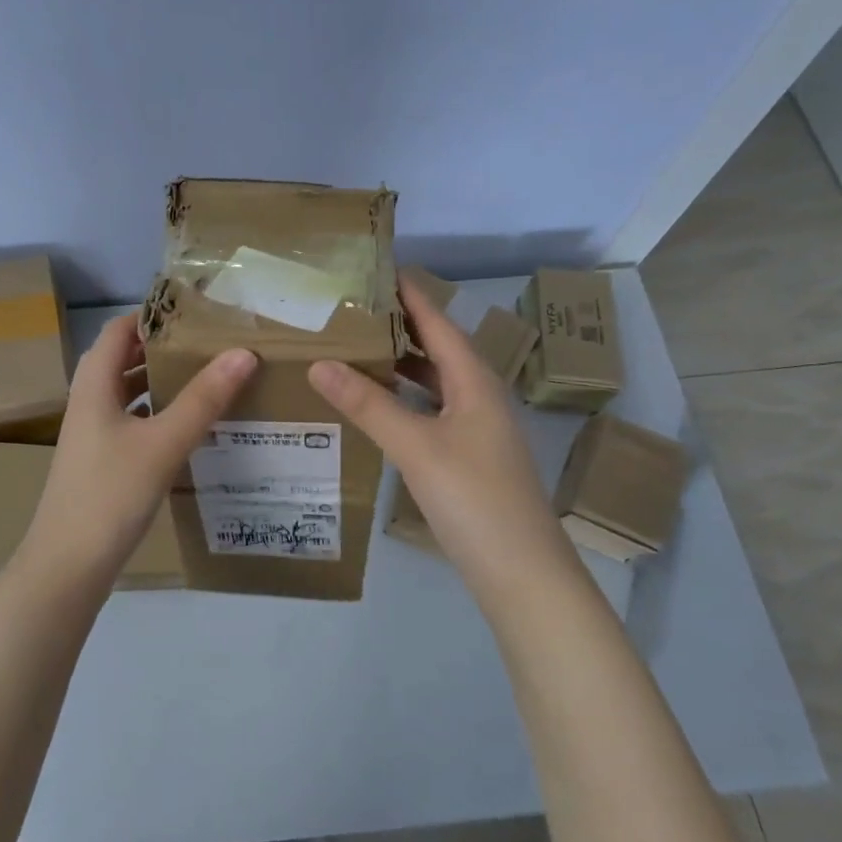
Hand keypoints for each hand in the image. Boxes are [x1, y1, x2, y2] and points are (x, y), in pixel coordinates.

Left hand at [22, 313, 258, 580]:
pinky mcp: (102, 460)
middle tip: (211, 343)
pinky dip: (158, 413)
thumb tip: (242, 353)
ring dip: (161, 381)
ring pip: (129, 392)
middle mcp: (90, 402)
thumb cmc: (111, 494)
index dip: (153, 315)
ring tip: (207, 376)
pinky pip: (133, 421)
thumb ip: (203, 399)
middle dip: (164, 347)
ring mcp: (94, 433)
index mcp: (95, 385)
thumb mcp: (163, 443)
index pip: (120, 330)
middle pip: (124, 359)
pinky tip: (188, 425)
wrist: (68, 565)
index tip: (197, 312)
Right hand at [308, 280, 571, 581]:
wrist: (522, 573)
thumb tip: (320, 363)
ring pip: (434, 382)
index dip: (410, 294)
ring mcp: (476, 429)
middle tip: (352, 308)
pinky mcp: (468, 457)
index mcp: (475, 381)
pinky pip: (431, 411)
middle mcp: (479, 396)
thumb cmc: (474, 498)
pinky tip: (377, 407)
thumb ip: (368, 405)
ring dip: (400, 364)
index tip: (377, 267)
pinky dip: (404, 400)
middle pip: (437, 349)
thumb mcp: (416, 447)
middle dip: (398, 326)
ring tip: (356, 348)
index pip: (438, 322)